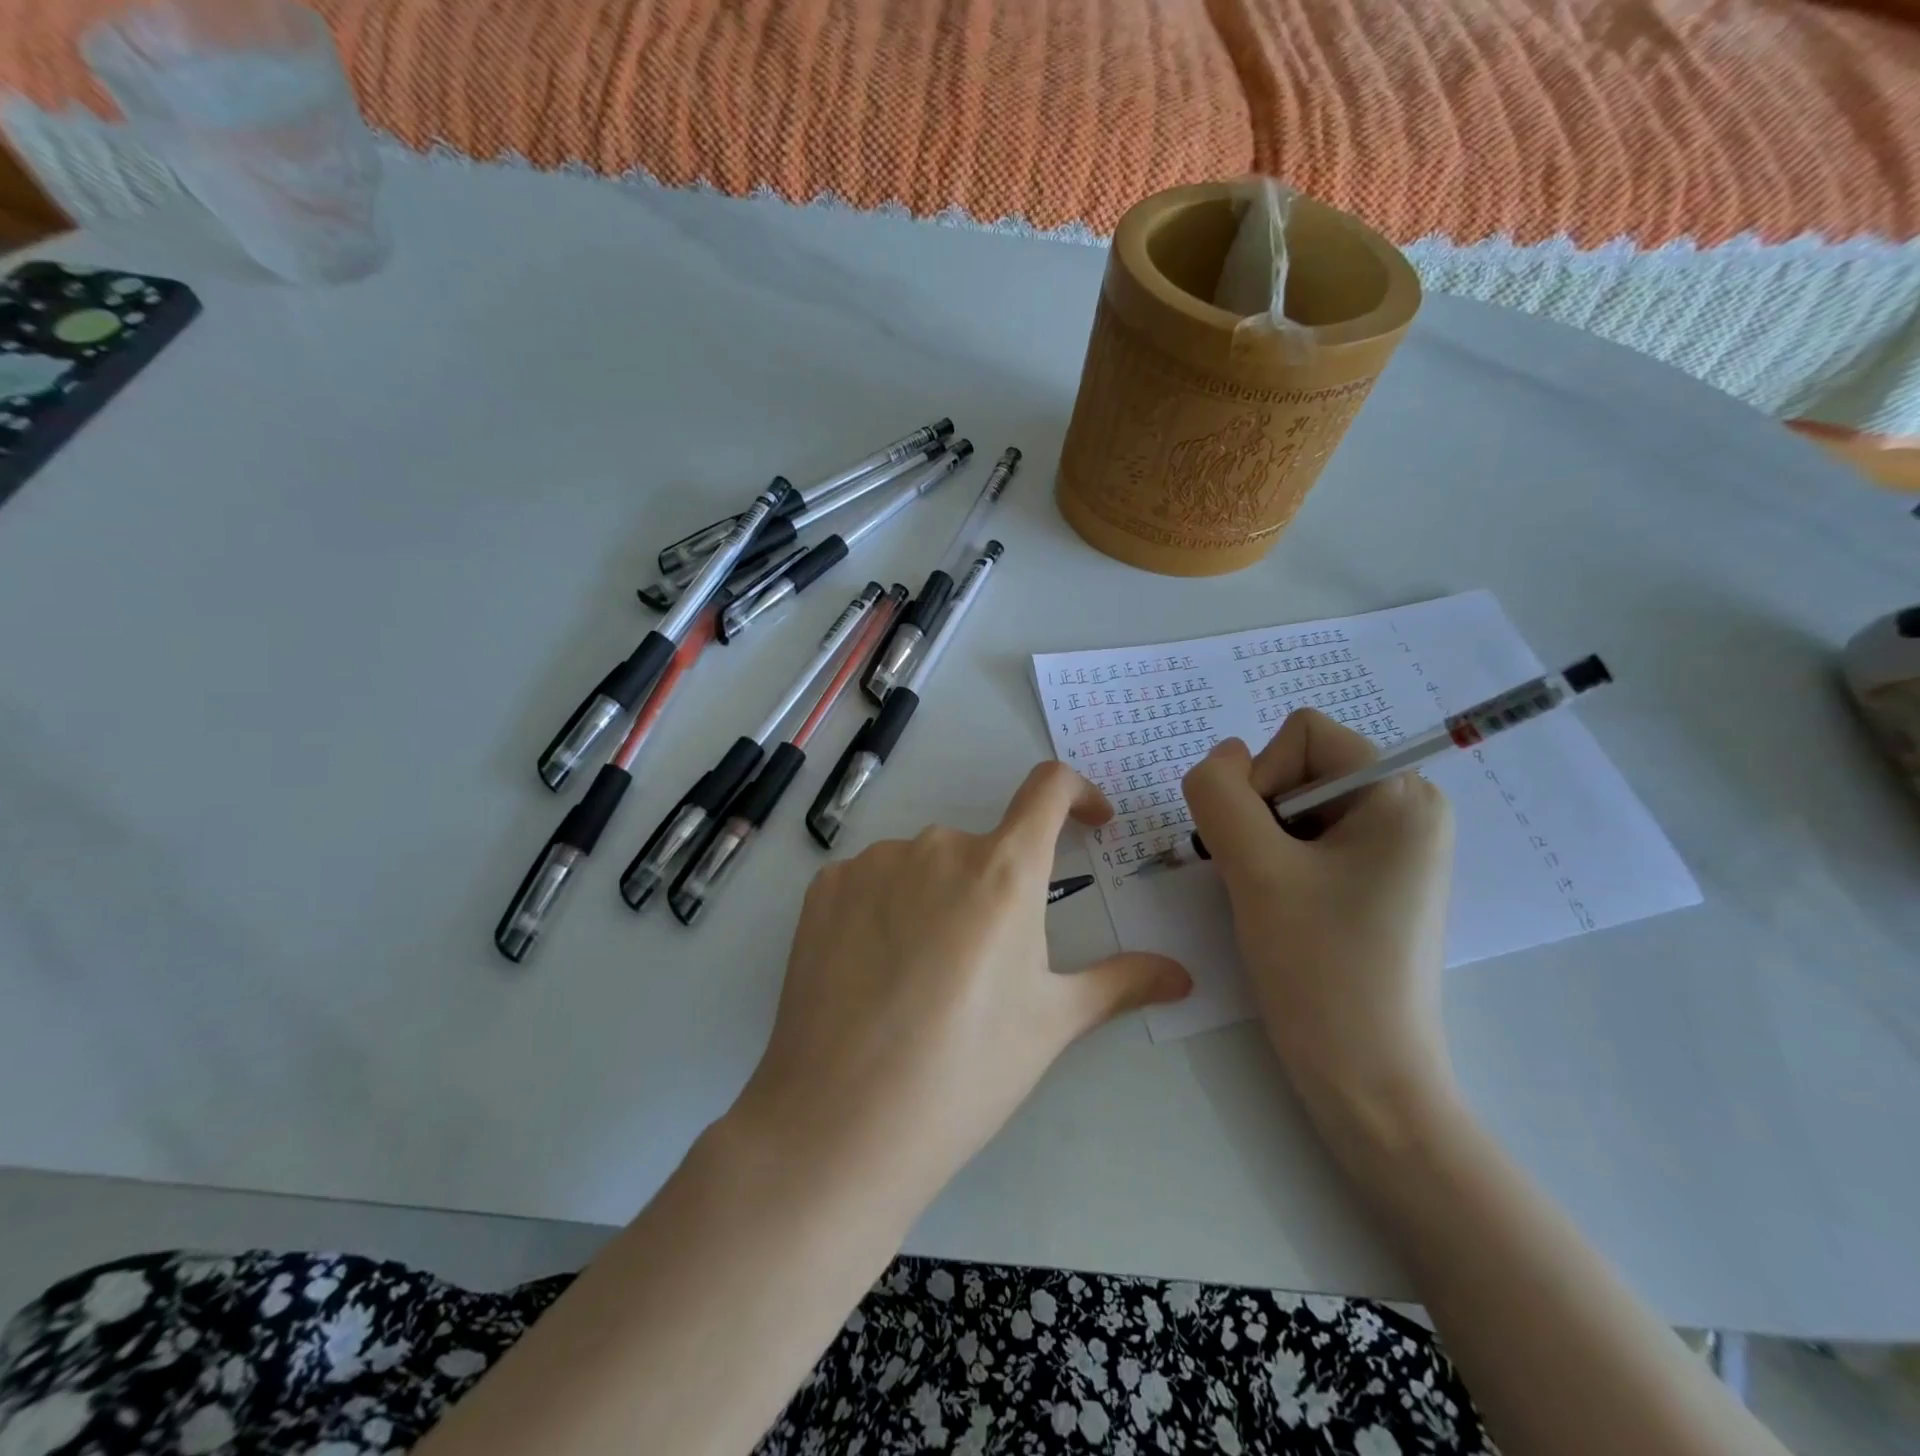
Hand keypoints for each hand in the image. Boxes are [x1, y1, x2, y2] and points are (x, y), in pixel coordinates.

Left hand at [731, 762, 1190, 1216]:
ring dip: (939, 898)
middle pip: (984, 847)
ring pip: (925, 865)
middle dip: (999, 887)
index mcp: (1004, 870)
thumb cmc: (965, 1070)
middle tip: (987, 963)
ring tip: (925, 976)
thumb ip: (1121, 982)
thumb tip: (1182, 975)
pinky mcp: (825, 886)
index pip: (1049, 787)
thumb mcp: (1051, 1024)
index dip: (1078, 793)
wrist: (841, 1121)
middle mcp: (937, 846)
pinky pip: (872, 880)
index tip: (1090, 822)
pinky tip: (876, 969)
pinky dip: (885, 907)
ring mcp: (873, 862)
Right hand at [1182, 712, 1456, 1147]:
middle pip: (1298, 765)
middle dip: (1259, 813)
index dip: (1261, 777)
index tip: (1262, 845)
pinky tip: (1280, 908)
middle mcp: (1407, 809)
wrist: (1366, 1078)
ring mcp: (1393, 848)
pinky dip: (1276, 862)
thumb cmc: (1319, 968)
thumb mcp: (1254, 868)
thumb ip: (1221, 793)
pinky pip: (1307, 839)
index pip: (1302, 733)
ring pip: (1293, 804)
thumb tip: (1219, 757)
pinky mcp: (1374, 880)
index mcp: (1402, 794)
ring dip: (1261, 842)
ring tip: (1268, 897)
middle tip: (1259, 877)